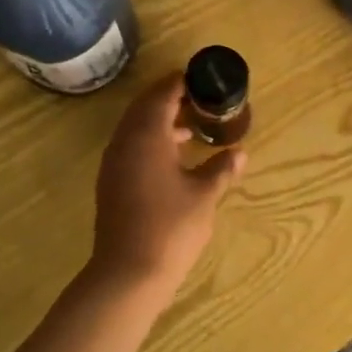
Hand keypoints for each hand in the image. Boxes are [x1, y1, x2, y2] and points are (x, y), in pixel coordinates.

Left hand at [90, 74, 244, 293]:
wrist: (128, 273)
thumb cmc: (171, 227)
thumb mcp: (204, 195)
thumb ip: (221, 169)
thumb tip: (239, 153)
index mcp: (147, 136)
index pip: (161, 95)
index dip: (180, 83)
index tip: (201, 78)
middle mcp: (125, 143)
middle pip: (144, 108)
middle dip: (169, 99)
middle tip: (199, 98)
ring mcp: (114, 164)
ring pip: (135, 129)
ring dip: (161, 122)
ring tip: (193, 126)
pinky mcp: (112, 184)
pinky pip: (131, 148)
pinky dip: (152, 142)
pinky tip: (174, 157)